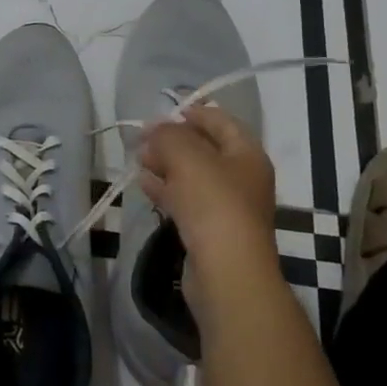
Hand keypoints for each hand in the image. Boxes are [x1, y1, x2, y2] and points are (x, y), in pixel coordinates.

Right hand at [136, 104, 279, 295]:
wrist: (226, 272)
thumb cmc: (213, 203)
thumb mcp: (186, 156)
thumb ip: (168, 135)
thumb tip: (154, 130)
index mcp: (247, 155)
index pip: (221, 121)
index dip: (193, 112)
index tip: (163, 112)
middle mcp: (242, 178)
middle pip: (205, 149)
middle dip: (173, 140)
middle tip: (143, 138)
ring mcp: (227, 207)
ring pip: (193, 176)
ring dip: (166, 165)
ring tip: (139, 159)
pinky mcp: (211, 232)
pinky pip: (186, 201)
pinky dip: (166, 190)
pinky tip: (144, 184)